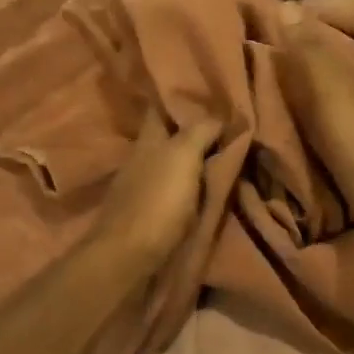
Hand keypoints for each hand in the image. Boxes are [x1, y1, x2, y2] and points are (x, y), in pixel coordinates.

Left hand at [91, 111, 220, 271]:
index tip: (209, 94)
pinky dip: (189, 187)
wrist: (128, 258)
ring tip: (222, 158)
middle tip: (226, 126)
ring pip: (171, 165)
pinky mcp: (147, 216)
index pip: (161, 109)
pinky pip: (173, 192)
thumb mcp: (183, 156)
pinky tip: (205, 190)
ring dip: (192, 161)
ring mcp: (142, 189)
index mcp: (147, 141)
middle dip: (192, 131)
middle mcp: (141, 159)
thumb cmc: (157, 201)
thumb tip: (219, 114)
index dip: (181, 99)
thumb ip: (200, 131)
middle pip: (168, 137)